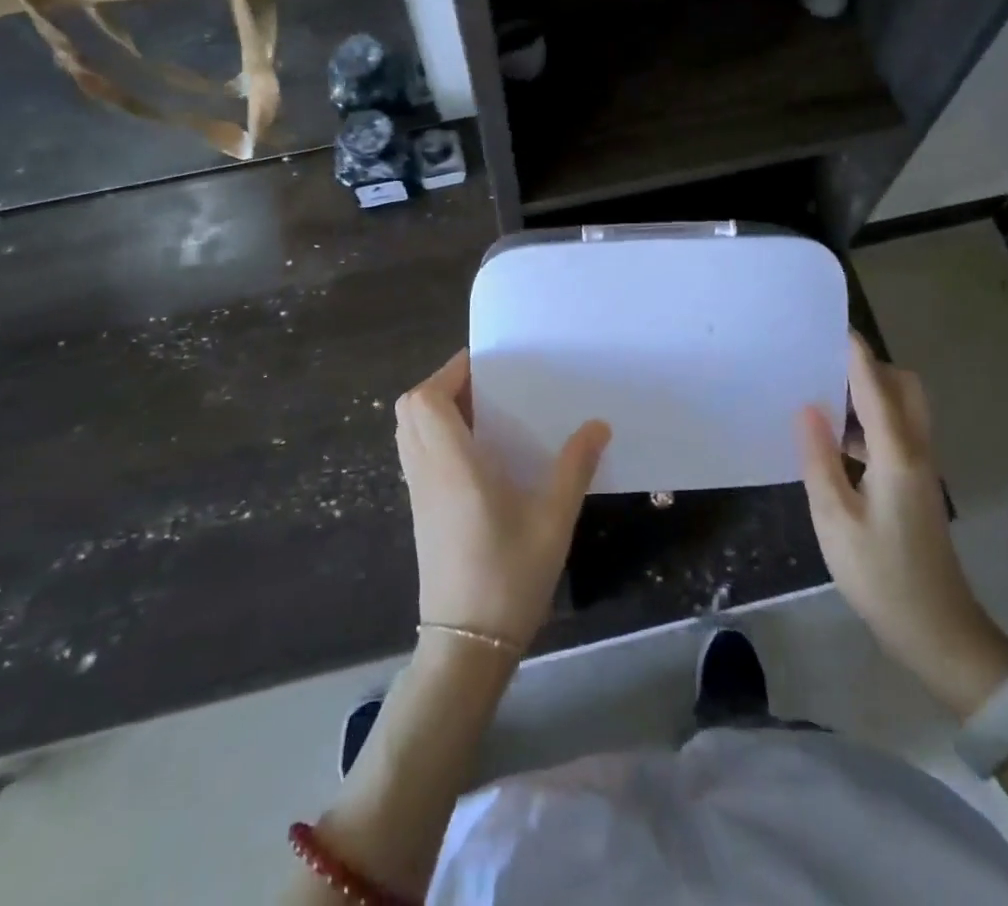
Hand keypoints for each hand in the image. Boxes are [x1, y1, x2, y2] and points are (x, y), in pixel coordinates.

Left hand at [395, 351, 610, 647]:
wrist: (467, 644)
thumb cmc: (509, 575)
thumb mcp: (553, 518)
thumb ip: (574, 466)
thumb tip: (598, 424)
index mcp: (452, 464)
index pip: (428, 399)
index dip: (450, 372)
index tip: (487, 363)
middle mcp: (427, 471)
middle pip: (411, 408)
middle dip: (443, 384)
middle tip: (488, 385)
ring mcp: (419, 493)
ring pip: (410, 431)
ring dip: (437, 409)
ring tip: (485, 411)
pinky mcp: (421, 511)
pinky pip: (417, 453)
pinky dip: (436, 435)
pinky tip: (478, 452)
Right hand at [799, 334, 1007, 718]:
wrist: (939, 634)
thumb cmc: (882, 577)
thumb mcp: (835, 520)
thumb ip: (819, 459)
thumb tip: (807, 407)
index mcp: (897, 455)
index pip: (876, 387)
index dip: (856, 354)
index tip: (832, 326)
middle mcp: (916, 452)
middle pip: (905, 389)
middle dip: (871, 367)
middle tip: (825, 364)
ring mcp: (920, 470)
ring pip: (902, 411)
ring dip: (870, 393)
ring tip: (821, 392)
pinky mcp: (916, 487)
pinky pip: (896, 434)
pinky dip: (870, 422)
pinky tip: (834, 441)